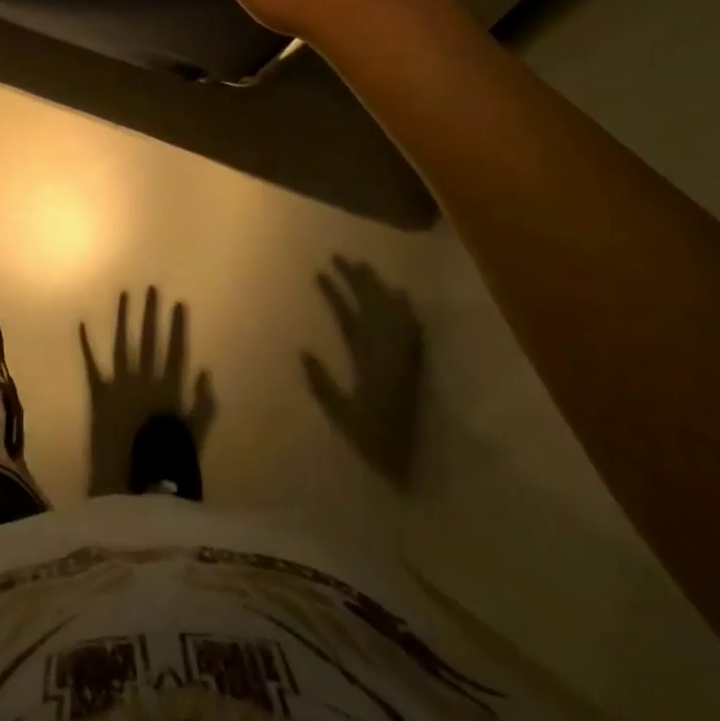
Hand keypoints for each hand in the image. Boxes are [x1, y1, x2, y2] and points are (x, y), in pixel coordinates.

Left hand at [80, 287, 217, 496]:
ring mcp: (119, 385)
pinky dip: (86, 345)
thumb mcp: (193, 436)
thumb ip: (202, 404)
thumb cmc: (166, 464)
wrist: (130, 485)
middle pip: (149, 341)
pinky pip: (91, 365)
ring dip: (123, 319)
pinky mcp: (98, 395)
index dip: (177, 327)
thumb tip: (205, 371)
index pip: (175, 351)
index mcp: (168, 390)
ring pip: (122, 344)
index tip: (178, 303)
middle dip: (150, 314)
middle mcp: (143, 380)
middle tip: (151, 288)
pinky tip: (82, 324)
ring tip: (124, 294)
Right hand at [302, 256, 422, 487]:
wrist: (416, 463)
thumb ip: (322, 384)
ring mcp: (403, 354)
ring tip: (363, 266)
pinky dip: (405, 308)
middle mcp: (386, 349)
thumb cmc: (374, 440)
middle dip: (354, 278)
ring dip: (376, 287)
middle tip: (339, 256)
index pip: (347, 315)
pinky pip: (411, 326)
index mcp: (365, 358)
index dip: (334, 292)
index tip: (319, 272)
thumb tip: (303, 351)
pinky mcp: (415, 363)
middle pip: (370, 304)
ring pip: (390, 310)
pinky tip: (401, 293)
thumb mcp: (341, 414)